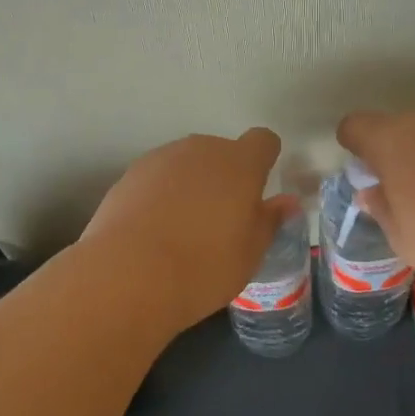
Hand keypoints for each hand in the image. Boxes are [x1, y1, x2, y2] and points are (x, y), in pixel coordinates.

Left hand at [83, 129, 298, 332]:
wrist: (128, 274)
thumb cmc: (203, 267)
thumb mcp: (249, 254)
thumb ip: (269, 221)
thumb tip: (286, 202)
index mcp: (239, 163)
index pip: (263, 141)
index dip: (265, 160)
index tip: (259, 188)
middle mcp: (201, 149)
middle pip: (222, 151)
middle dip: (226, 176)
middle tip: (222, 220)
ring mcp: (161, 157)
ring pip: (187, 163)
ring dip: (192, 184)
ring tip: (184, 229)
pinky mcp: (130, 173)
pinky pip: (158, 177)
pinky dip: (162, 194)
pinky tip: (154, 230)